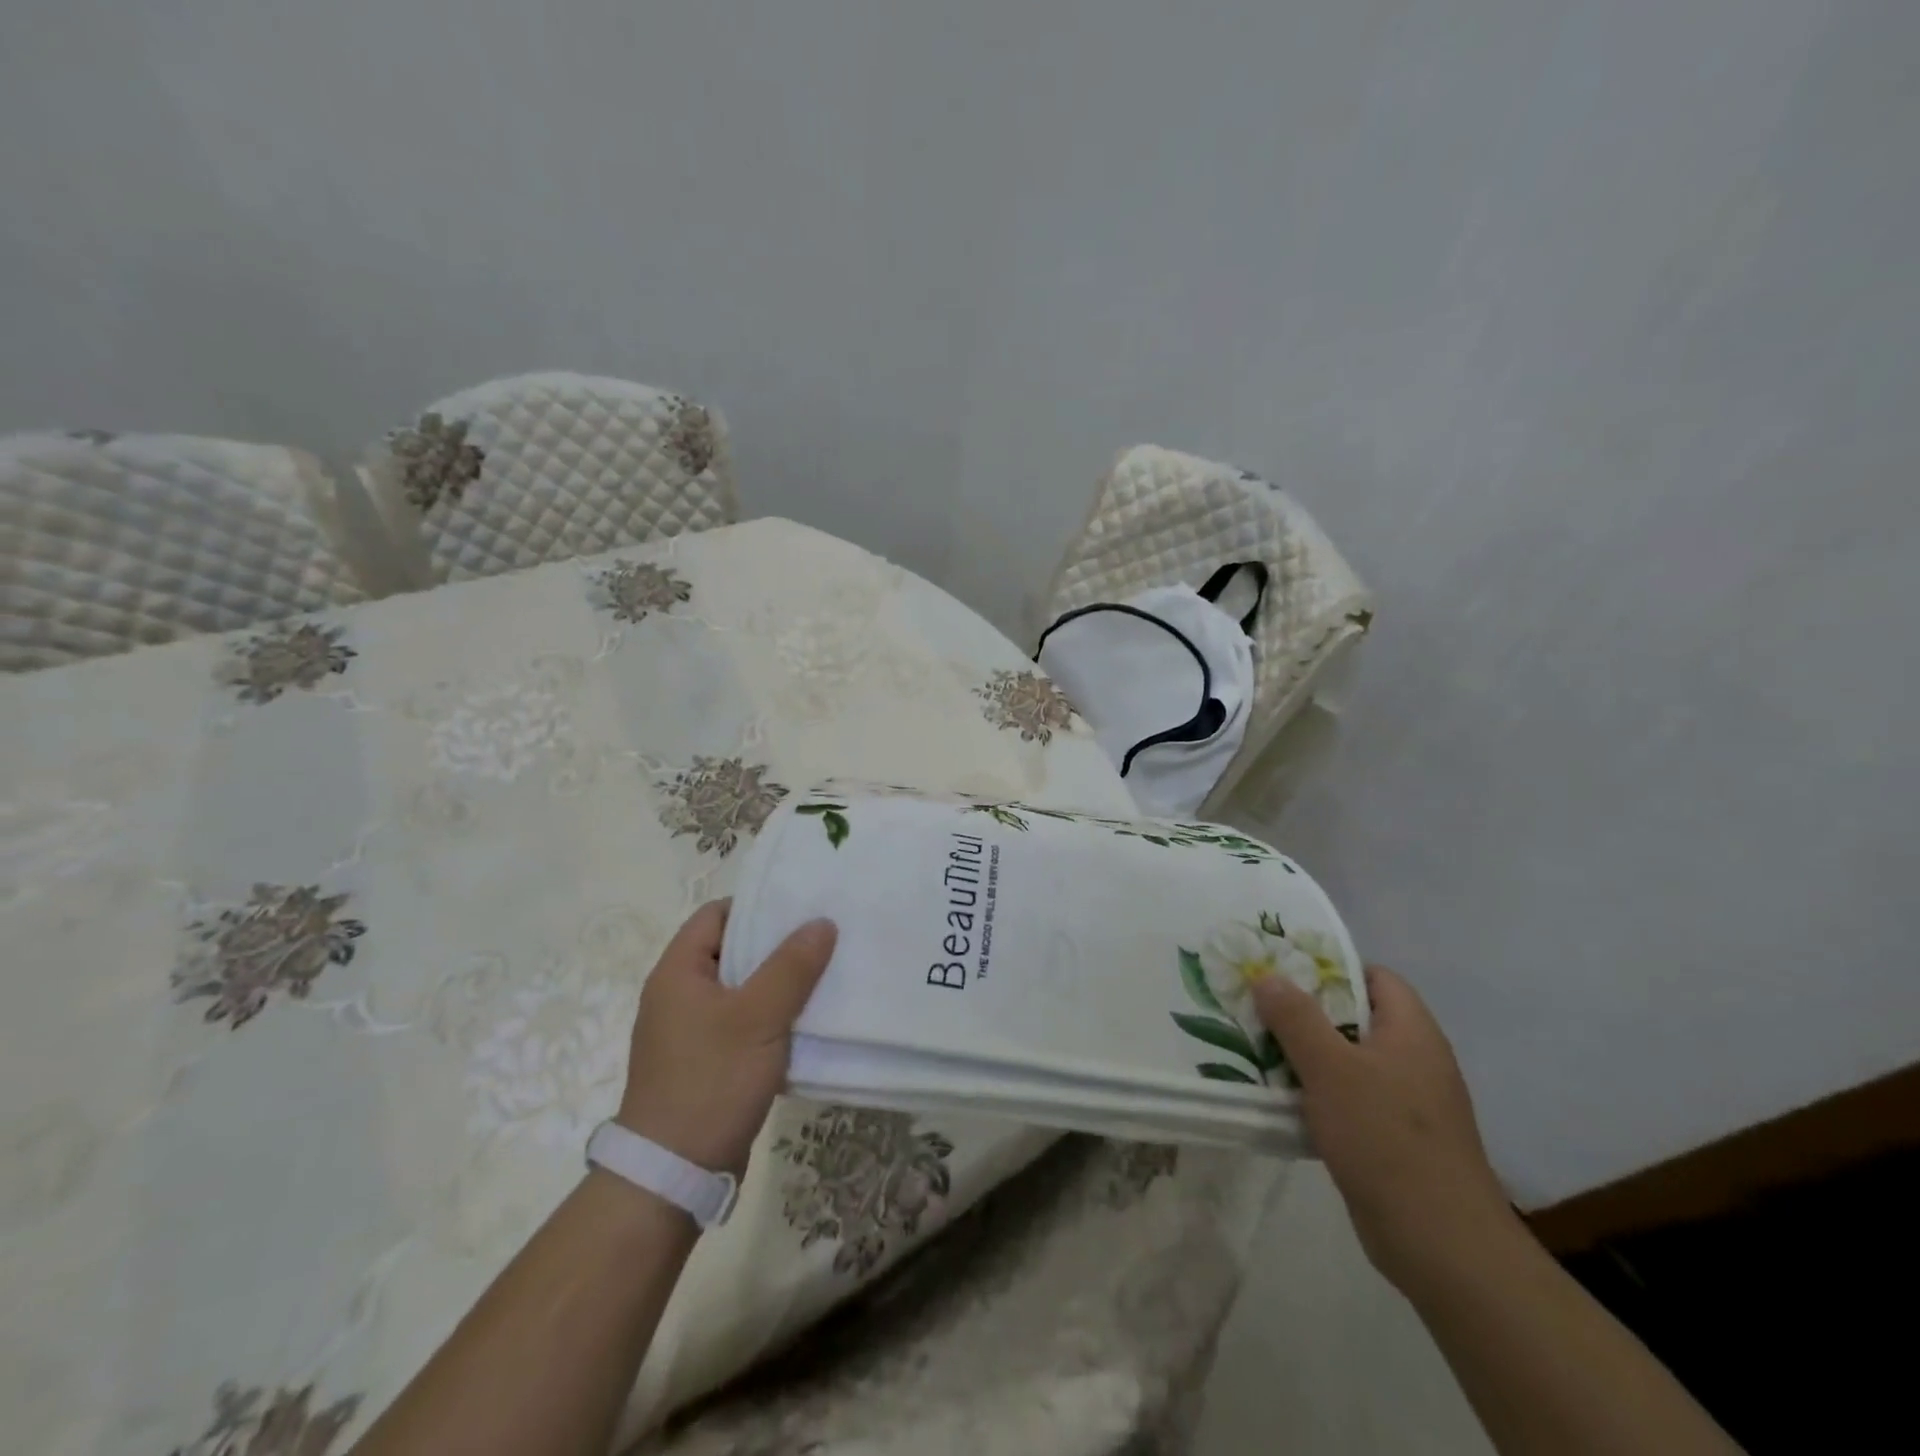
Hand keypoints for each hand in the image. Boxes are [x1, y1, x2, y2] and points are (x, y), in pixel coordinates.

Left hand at [617, 901, 837, 1174]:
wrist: (673, 1175)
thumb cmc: (711, 1081)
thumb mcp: (758, 1017)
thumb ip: (791, 966)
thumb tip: (821, 923)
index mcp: (678, 971)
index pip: (717, 915)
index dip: (757, 905)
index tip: (802, 907)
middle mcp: (680, 994)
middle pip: (732, 950)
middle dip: (778, 944)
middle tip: (825, 937)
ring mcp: (692, 1031)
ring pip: (743, 989)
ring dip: (779, 983)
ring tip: (826, 974)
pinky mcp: (707, 1061)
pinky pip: (744, 1023)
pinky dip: (773, 1017)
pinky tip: (808, 1020)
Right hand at [1254, 964, 1515, 1295]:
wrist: (1441, 1244)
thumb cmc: (1386, 1138)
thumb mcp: (1330, 1069)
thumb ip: (1296, 1018)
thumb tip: (1268, 975)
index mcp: (1412, 1032)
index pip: (1376, 977)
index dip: (1333, 967)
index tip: (1285, 970)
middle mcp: (1415, 1060)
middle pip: (1357, 1018)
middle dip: (1307, 1012)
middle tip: (1259, 1006)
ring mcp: (1408, 1103)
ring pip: (1349, 1061)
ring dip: (1307, 1055)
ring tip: (1258, 1046)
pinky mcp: (1394, 1140)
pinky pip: (1350, 1100)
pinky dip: (1318, 1094)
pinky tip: (1281, 1098)